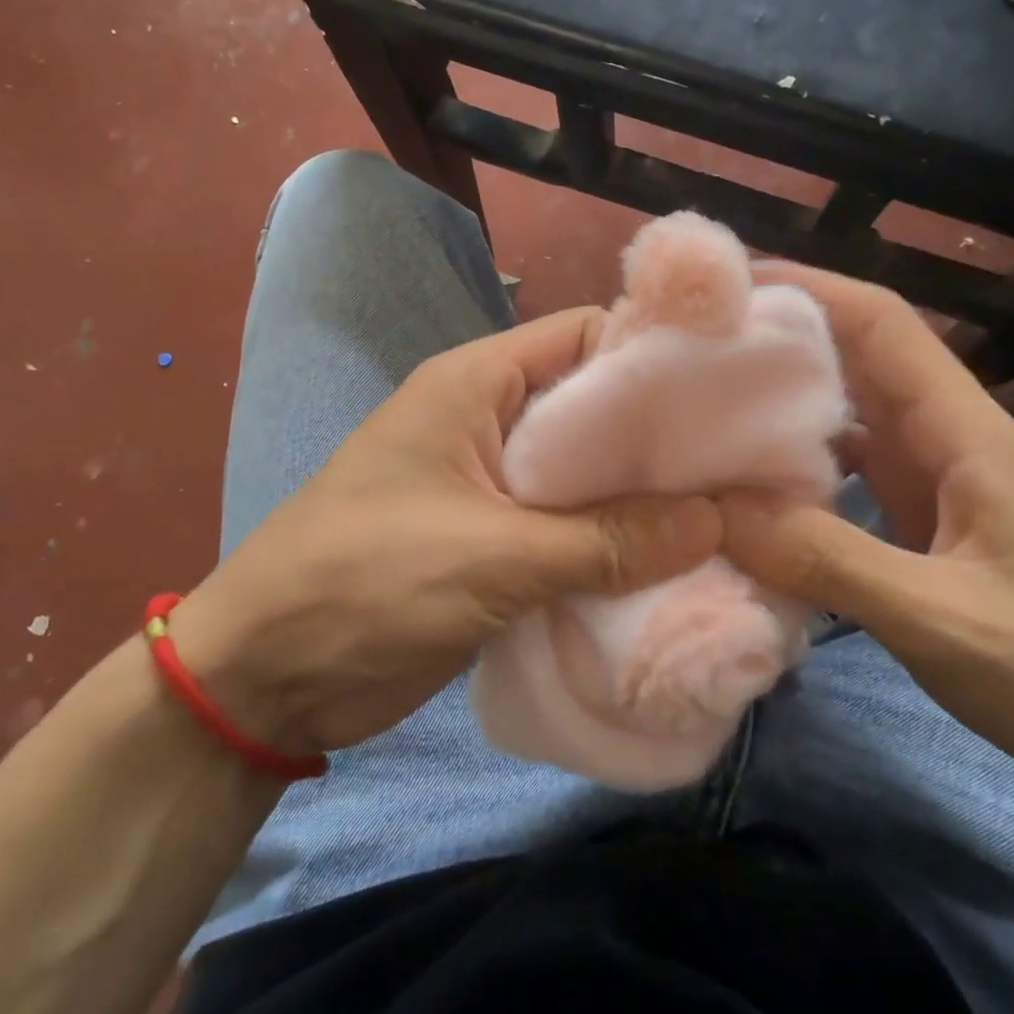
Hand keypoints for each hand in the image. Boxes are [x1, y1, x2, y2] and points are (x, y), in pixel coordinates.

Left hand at [168, 308, 722, 758]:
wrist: (266, 675)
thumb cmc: (365, 583)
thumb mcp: (494, 555)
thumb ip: (608, 538)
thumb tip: (715, 517)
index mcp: (478, 384)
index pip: (585, 338)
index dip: (656, 357)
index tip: (732, 393)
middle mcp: (490, 421)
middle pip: (595, 412)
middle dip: (663, 441)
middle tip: (747, 469)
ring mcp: (492, 486)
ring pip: (588, 479)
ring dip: (644, 503)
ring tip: (731, 521)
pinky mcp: (495, 544)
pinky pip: (571, 532)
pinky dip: (615, 548)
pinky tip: (675, 568)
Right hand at [719, 266, 1013, 801]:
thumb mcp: (942, 617)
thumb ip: (828, 559)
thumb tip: (718, 510)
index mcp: (965, 431)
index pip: (882, 325)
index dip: (809, 289)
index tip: (727, 286)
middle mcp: (945, 439)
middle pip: (855, 359)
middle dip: (779, 339)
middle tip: (691, 345)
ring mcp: (931, 482)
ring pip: (844, 415)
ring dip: (780, 402)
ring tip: (702, 402)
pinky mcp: (917, 524)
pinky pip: (843, 473)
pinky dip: (793, 467)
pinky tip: (747, 483)